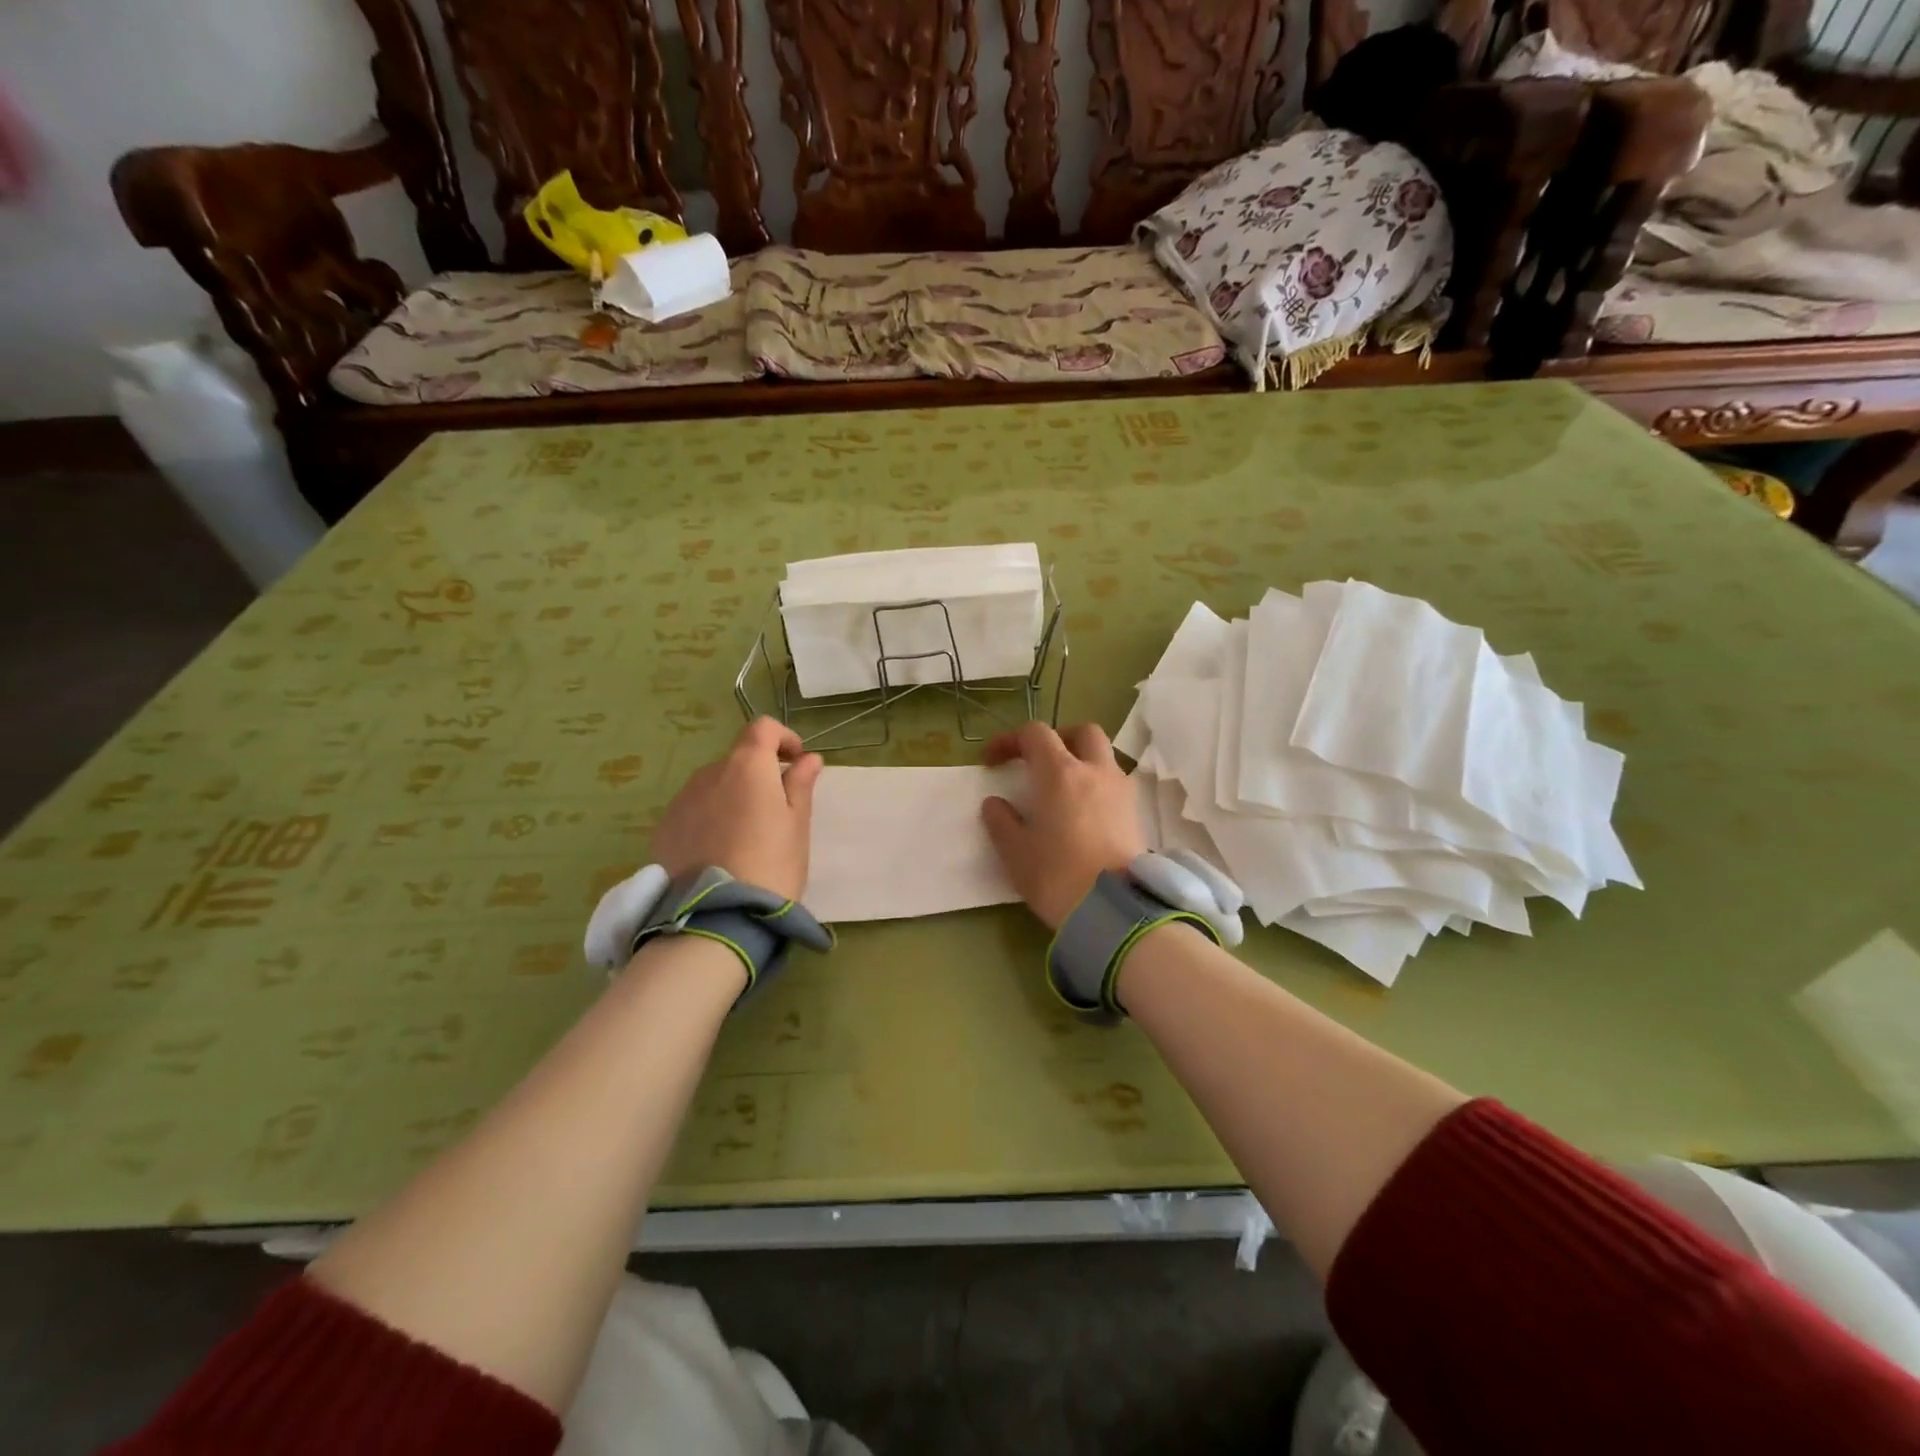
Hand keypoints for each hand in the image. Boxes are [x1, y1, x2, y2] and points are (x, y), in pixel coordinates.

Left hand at [652, 718, 823, 901]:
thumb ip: (800, 785)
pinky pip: (693, 812)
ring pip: (713, 787)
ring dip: (732, 798)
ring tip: (745, 837)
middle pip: (737, 760)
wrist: (717, 917)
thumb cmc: (772, 864)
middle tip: (775, 812)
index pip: (762, 728)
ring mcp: (681, 801)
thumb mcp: (797, 825)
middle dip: (758, 775)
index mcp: (746, 765)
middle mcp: (709, 773)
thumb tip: (808, 759)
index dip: (782, 738)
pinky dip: (709, 820)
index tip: (796, 762)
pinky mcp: (663, 830)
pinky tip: (719, 853)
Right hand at [981, 722, 1146, 930]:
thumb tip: (995, 803)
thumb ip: (1001, 821)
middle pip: (1082, 732)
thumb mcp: (1015, 852)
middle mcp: (1095, 771)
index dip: (1010, 740)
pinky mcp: (1136, 814)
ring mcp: (1121, 791)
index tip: (992, 762)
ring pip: (1104, 756)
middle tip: (1039, 761)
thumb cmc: (1057, 875)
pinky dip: (1097, 785)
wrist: (1114, 910)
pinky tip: (1085, 812)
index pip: (1035, 734)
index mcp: (1060, 773)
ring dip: (1082, 761)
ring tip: (1063, 790)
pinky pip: (1115, 783)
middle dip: (1058, 738)